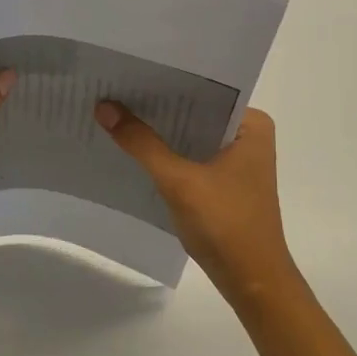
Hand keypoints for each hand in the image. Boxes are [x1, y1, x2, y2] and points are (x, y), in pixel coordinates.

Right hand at [95, 103, 300, 304]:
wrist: (252, 283)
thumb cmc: (226, 225)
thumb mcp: (179, 180)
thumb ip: (142, 143)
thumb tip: (104, 107)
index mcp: (252, 124)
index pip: (204, 90)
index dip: (166, 83)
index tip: (128, 73)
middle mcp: (248, 136)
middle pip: (194, 113)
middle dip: (158, 108)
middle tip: (113, 90)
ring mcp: (237, 162)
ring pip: (190, 137)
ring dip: (159, 133)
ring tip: (115, 113)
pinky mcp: (223, 184)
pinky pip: (190, 157)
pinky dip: (166, 155)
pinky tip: (133, 149)